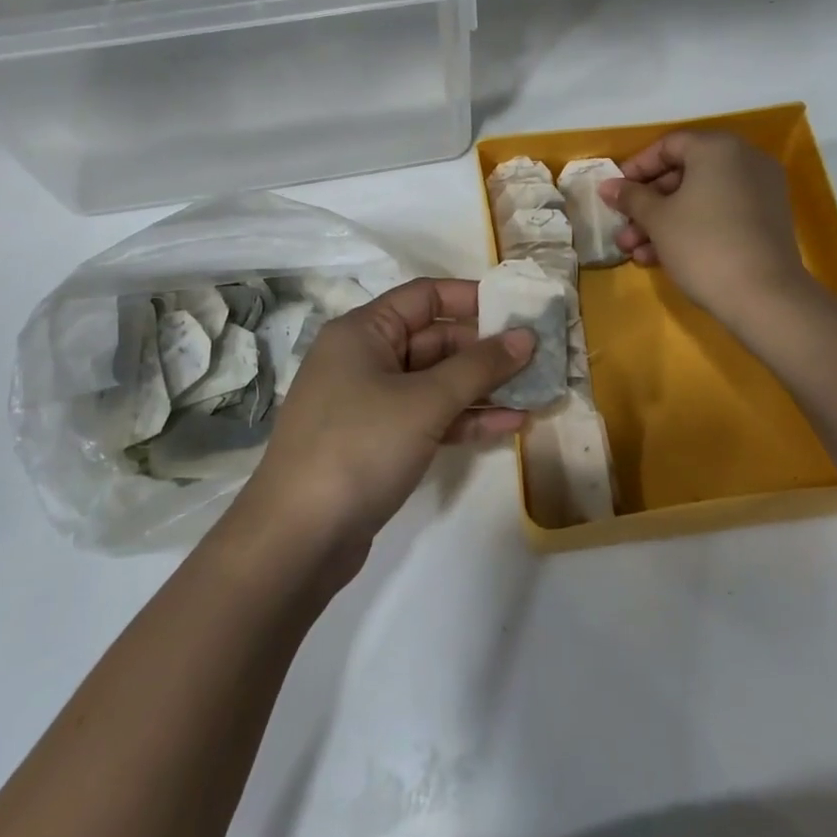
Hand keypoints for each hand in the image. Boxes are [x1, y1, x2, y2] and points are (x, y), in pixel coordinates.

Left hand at [237, 278, 533, 556]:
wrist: (297, 540)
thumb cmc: (359, 447)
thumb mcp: (425, 402)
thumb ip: (479, 367)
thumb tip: (526, 337)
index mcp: (363, 332)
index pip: (424, 297)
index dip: (472, 299)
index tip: (518, 310)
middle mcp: (364, 359)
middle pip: (434, 340)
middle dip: (486, 351)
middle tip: (539, 358)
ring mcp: (371, 403)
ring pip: (436, 383)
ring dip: (482, 388)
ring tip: (535, 392)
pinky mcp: (379, 442)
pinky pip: (429, 417)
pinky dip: (464, 419)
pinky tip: (509, 425)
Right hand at [602, 131, 812, 329]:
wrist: (764, 297)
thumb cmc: (702, 245)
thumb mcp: (657, 219)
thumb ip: (631, 197)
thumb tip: (608, 186)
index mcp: (718, 148)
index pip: (668, 146)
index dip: (636, 168)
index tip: (615, 194)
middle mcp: (744, 160)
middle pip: (684, 173)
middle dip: (647, 204)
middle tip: (622, 229)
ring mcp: (760, 191)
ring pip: (700, 198)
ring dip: (663, 222)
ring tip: (634, 252)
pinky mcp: (766, 221)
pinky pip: (720, 213)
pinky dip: (692, 228)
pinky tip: (661, 258)